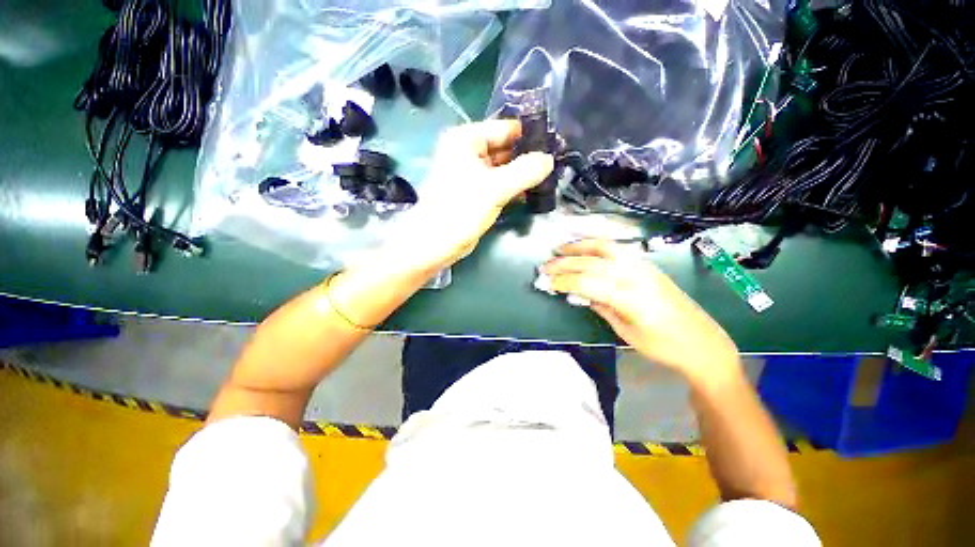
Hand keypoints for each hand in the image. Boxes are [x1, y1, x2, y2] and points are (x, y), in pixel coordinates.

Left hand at [389, 120, 553, 271]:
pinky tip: (532, 193)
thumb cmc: (461, 208)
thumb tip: (549, 159)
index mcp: (466, 139)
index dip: (529, 135)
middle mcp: (468, 152)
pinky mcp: (476, 193)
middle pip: (505, 148)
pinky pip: (500, 184)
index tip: (555, 144)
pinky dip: (514, 187)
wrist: (437, 242)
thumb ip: (525, 171)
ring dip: (522, 174)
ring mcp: (472, 174)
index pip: (505, 128)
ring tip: (549, 178)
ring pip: (504, 168)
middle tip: (555, 164)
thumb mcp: (495, 187)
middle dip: (528, 156)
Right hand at [541, 239, 741, 386]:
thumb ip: (600, 307)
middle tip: (544, 266)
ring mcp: (643, 267)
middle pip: (592, 263)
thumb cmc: (663, 346)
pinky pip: (617, 249)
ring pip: (605, 249)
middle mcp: (636, 275)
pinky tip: (586, 248)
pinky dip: (597, 245)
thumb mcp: (625, 332)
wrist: (703, 342)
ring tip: (560, 249)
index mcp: (630, 297)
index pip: (586, 282)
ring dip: (579, 247)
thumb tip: (577, 293)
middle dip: (564, 264)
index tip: (545, 282)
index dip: (562, 281)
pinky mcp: (648, 265)